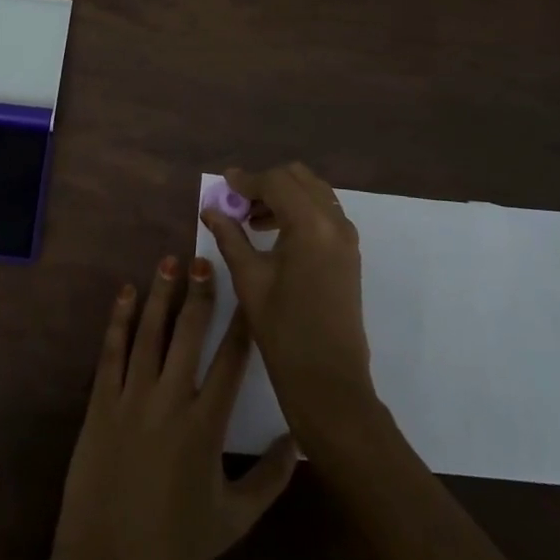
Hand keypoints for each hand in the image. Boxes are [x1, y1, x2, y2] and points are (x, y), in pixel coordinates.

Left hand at [49, 255, 297, 559]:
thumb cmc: (175, 544)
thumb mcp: (235, 520)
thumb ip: (272, 479)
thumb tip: (300, 439)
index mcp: (207, 425)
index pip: (231, 360)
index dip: (242, 323)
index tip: (249, 293)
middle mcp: (171, 400)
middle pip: (189, 334)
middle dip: (199, 295)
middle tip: (204, 262)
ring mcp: (131, 398)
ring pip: (149, 334)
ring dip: (161, 295)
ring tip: (169, 261)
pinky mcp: (100, 403)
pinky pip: (111, 352)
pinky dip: (119, 320)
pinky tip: (126, 293)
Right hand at [201, 163, 378, 450]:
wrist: (328, 380)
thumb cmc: (284, 330)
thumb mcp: (249, 279)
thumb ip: (230, 237)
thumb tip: (211, 209)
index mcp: (310, 224)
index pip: (276, 182)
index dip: (246, 180)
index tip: (223, 183)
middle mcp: (335, 221)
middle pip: (299, 179)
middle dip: (267, 183)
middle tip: (238, 202)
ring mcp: (347, 237)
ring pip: (314, 193)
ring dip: (284, 196)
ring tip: (252, 220)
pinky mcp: (349, 253)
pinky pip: (324, 213)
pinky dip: (299, 211)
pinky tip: (275, 235)